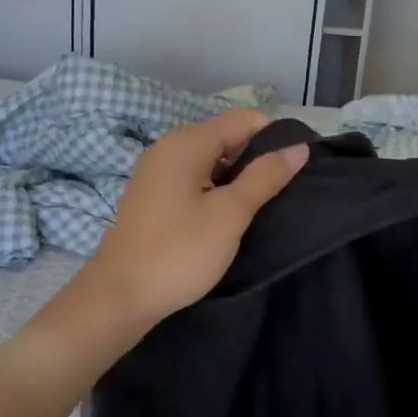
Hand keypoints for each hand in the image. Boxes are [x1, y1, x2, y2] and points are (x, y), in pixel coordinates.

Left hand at [77, 110, 308, 333]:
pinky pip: (194, 177)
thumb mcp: (230, 214)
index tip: (296, 166)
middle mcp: (168, 147)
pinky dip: (215, 187)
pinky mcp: (153, 194)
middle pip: (225, 136)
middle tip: (283, 190)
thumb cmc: (179, 252)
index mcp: (186, 143)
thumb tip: (298, 148)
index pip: (242, 119)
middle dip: (256, 156)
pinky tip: (229, 215)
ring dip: (237, 175)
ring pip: (210, 158)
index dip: (273, 136)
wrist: (119, 297)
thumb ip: (265, 177)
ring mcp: (157, 171)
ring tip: (261, 204)